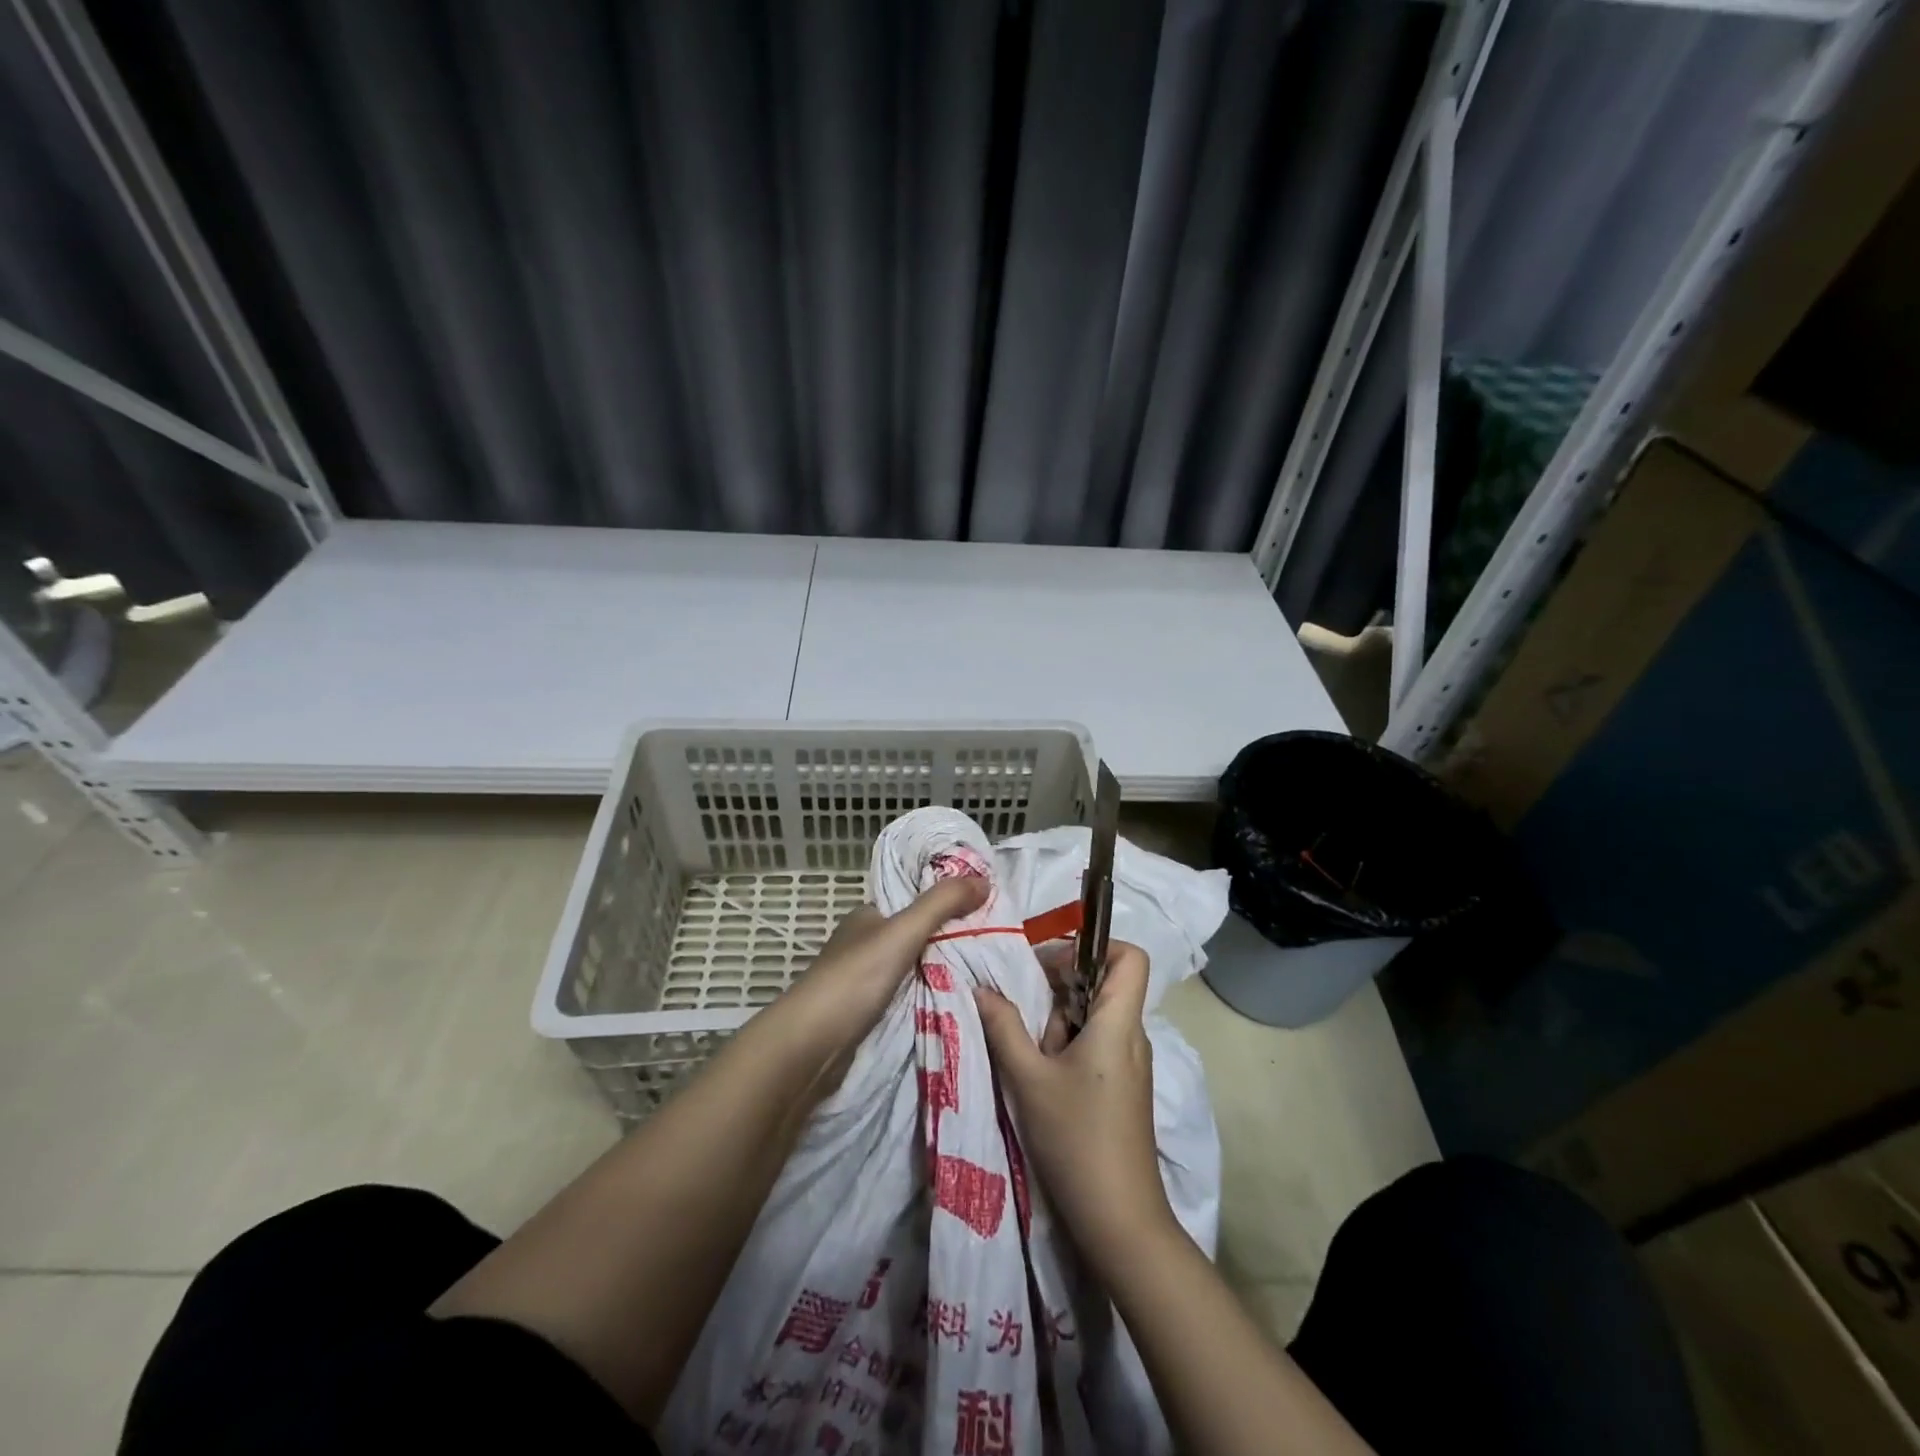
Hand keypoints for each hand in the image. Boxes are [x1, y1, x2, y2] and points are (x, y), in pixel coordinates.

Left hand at [760, 875, 987, 1094]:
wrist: (810, 1046)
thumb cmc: (854, 979)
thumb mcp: (903, 932)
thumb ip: (942, 904)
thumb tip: (985, 879)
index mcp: (869, 915)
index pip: (915, 899)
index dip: (948, 899)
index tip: (987, 907)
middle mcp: (867, 943)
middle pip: (918, 934)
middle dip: (952, 939)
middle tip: (996, 945)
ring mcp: (866, 980)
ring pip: (916, 968)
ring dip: (944, 971)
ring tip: (989, 975)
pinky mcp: (869, 1013)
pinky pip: (910, 997)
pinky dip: (932, 997)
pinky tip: (959, 1002)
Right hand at [975, 941, 1176, 1272]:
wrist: (1120, 1221)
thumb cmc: (1076, 1140)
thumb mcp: (1029, 1080)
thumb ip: (1004, 1028)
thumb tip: (981, 989)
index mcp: (1118, 1023)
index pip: (1128, 956)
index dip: (1093, 946)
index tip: (1051, 964)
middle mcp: (1132, 1036)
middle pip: (1103, 983)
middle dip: (1061, 988)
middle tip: (1026, 1011)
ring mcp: (1130, 1064)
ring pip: (1094, 1016)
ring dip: (1058, 1023)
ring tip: (1032, 1056)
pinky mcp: (1123, 1088)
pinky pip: (1096, 1044)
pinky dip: (1067, 1046)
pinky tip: (1042, 1077)